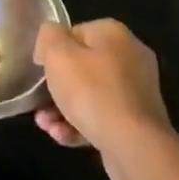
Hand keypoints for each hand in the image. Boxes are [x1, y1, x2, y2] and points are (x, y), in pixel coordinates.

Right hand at [33, 19, 174, 179]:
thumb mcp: (57, 53)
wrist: (134, 145)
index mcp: (114, 34)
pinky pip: (103, 116)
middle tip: (39, 103)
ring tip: (45, 125)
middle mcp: (131, 57)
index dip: (53, 51)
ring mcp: (137, 92)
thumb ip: (48, 35)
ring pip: (91, 95)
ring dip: (64, 109)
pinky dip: (81, 125)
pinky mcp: (139, 122)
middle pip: (82, 67)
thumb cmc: (92, 92)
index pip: (74, 33)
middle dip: (56, 87)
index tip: (41, 70)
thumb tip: (50, 42)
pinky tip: (63, 136)